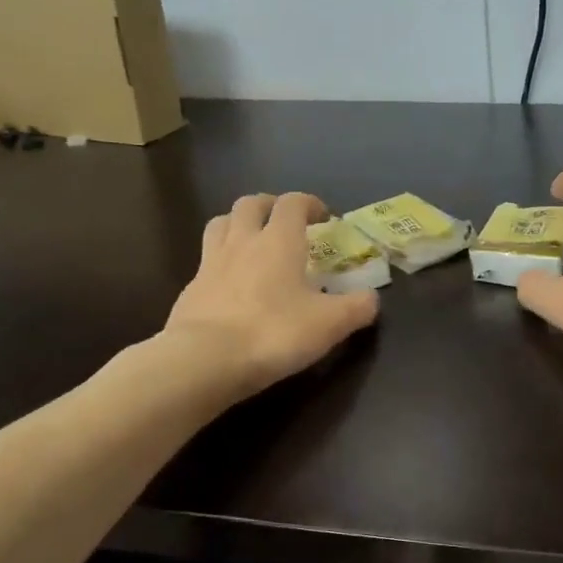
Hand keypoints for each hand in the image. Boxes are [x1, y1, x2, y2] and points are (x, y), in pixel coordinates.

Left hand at [164, 192, 378, 399]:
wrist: (204, 359)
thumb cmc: (274, 333)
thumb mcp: (330, 324)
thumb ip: (357, 307)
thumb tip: (372, 298)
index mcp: (279, 240)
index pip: (293, 203)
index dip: (309, 203)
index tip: (323, 217)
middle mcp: (243, 241)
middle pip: (250, 203)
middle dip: (270, 205)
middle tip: (284, 222)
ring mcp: (211, 262)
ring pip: (221, 224)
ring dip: (238, 224)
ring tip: (252, 241)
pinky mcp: (190, 288)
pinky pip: (206, 260)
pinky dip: (221, 260)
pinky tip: (230, 282)